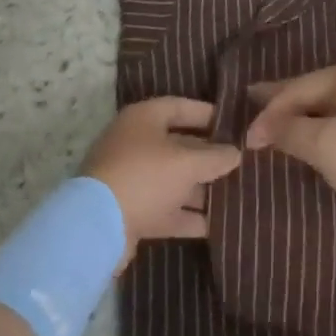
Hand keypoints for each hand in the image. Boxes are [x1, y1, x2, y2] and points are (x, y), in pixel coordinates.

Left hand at [81, 98, 241, 267]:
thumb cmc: (145, 177)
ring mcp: (131, 179)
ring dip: (201, 188)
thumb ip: (215, 157)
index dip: (208, 114)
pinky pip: (165, 208)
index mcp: (144, 119)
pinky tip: (215, 225)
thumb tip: (236, 152)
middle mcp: (135, 144)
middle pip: (179, 145)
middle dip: (208, 156)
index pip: (181, 107)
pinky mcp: (131, 211)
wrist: (96, 228)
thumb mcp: (187, 163)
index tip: (234, 124)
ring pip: (173, 179)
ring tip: (235, 194)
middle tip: (240, 162)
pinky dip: (187, 215)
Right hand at [244, 64, 335, 229]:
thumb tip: (263, 125)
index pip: (295, 89)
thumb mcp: (327, 147)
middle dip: (283, 100)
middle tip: (253, 102)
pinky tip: (320, 135)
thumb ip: (291, 132)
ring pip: (332, 104)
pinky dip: (326, 124)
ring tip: (280, 122)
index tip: (245, 137)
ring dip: (305, 114)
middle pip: (313, 89)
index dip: (268, 111)